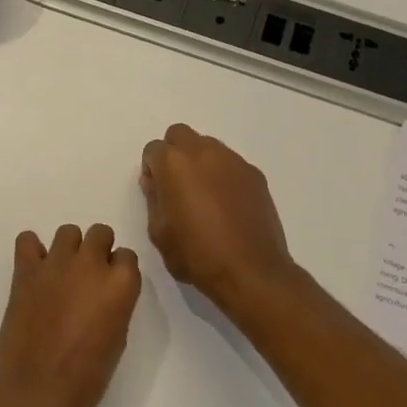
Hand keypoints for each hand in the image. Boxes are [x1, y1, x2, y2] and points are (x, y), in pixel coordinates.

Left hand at [0, 224, 141, 406]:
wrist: (38, 391)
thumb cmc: (86, 377)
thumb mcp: (117, 338)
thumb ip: (115, 304)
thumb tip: (104, 292)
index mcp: (121, 284)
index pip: (127, 256)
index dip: (118, 270)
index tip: (109, 287)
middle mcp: (91, 265)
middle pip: (100, 233)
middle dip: (97, 250)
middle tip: (87, 278)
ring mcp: (56, 264)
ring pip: (68, 232)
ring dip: (69, 248)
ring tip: (61, 274)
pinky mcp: (26, 270)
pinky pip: (27, 240)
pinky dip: (32, 249)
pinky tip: (34, 270)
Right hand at [140, 123, 297, 308]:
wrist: (251, 271)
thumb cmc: (196, 255)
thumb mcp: (158, 232)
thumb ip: (153, 199)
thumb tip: (155, 182)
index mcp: (174, 164)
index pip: (153, 149)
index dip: (151, 169)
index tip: (156, 192)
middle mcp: (204, 152)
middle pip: (180, 135)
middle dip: (174, 153)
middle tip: (176, 185)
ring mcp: (233, 161)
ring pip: (208, 146)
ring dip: (199, 161)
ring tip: (203, 196)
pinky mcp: (255, 175)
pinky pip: (231, 164)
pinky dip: (223, 175)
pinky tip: (226, 205)